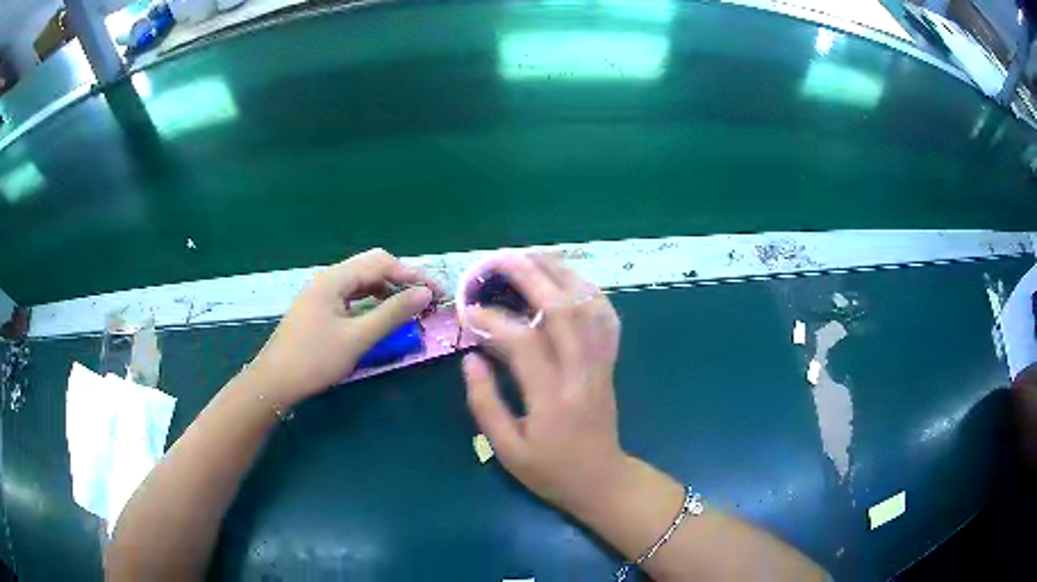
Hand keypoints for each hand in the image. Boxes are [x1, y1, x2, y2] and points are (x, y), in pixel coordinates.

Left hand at [249, 249, 441, 406]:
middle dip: (401, 279)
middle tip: (425, 298)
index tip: (438, 293)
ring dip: (387, 290)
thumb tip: (425, 293)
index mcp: (335, 278)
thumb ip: (392, 313)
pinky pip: (351, 296)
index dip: (413, 275)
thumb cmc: (315, 359)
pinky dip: (371, 302)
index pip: (382, 263)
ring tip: (408, 307)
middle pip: (371, 267)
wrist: (275, 381)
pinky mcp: (319, 309)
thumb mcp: (357, 338)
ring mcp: (321, 293)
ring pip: (361, 282)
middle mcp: (328, 278)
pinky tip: (380, 315)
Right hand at [462, 253, 626, 514]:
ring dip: (562, 275)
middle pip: (563, 311)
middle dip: (531, 277)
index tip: (468, 310)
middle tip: (501, 259)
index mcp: (552, 398)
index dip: (493, 320)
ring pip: (590, 307)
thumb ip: (486, 404)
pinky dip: (592, 293)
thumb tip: (470, 359)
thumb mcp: (508, 450)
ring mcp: (601, 365)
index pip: (524, 343)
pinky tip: (573, 280)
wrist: (601, 480)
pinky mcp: (609, 363)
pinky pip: (607, 319)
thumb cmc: (550, 471)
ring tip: (535, 255)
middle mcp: (581, 373)